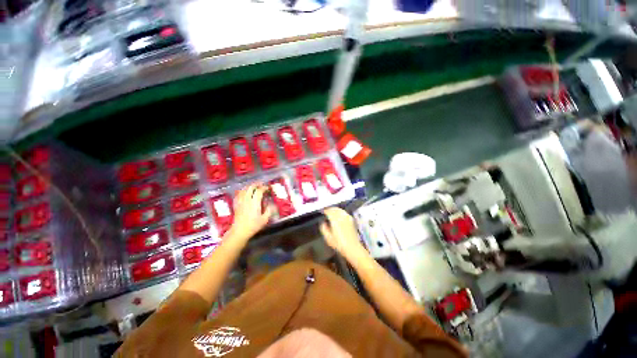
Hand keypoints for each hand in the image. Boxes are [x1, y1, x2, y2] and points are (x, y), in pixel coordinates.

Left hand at [227, 184, 272, 240]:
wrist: (239, 231)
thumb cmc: (253, 226)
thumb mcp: (265, 219)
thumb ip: (269, 210)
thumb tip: (272, 204)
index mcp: (255, 202)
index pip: (259, 191)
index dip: (264, 188)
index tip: (267, 188)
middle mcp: (247, 200)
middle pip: (250, 188)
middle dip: (256, 184)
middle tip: (261, 184)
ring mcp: (240, 202)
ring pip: (244, 190)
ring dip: (249, 186)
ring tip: (254, 186)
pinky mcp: (236, 204)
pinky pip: (238, 194)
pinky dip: (242, 191)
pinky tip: (244, 192)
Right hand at [320, 207, 367, 260]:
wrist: (352, 247)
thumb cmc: (339, 244)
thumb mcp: (328, 238)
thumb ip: (323, 228)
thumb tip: (323, 223)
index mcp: (335, 220)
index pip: (329, 211)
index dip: (324, 210)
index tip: (322, 211)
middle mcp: (341, 216)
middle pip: (334, 209)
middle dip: (330, 209)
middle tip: (326, 211)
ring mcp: (347, 217)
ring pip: (340, 210)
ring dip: (335, 209)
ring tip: (331, 212)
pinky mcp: (351, 220)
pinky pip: (344, 213)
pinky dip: (340, 212)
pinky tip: (339, 215)